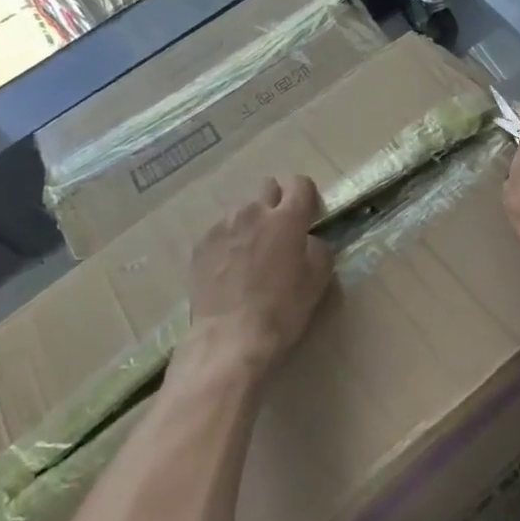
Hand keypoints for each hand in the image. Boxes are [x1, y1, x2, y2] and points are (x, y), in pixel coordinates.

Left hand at [186, 176, 333, 379]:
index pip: (299, 183)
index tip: (308, 214)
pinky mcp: (201, 244)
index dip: (306, 195)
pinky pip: (221, 231)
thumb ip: (317, 247)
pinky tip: (230, 269)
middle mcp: (252, 212)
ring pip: (242, 210)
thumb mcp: (318, 279)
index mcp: (286, 218)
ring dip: (251, 223)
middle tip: (280, 232)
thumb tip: (306, 239)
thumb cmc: (282, 309)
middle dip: (277, 202)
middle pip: (268, 187)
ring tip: (251, 255)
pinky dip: (229, 241)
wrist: (230, 337)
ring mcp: (222, 226)